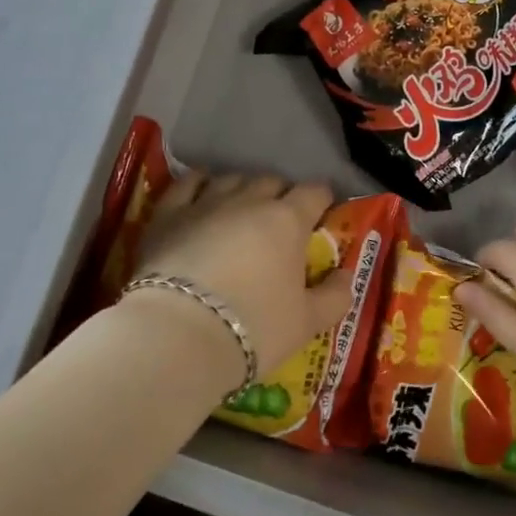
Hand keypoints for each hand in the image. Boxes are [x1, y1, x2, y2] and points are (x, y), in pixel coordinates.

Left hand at [123, 171, 345, 391]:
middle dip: (281, 194)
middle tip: (281, 219)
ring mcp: (207, 202)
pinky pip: (187, 183)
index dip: (321, 199)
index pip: (314, 193)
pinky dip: (198, 182)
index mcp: (288, 221)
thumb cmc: (253, 328)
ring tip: (242, 207)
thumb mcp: (307, 323)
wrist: (178, 335)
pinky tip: (201, 188)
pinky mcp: (169, 214)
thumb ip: (335, 296)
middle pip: (272, 182)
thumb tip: (347, 276)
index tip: (322, 212)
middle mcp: (250, 201)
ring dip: (243, 189)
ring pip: (232, 179)